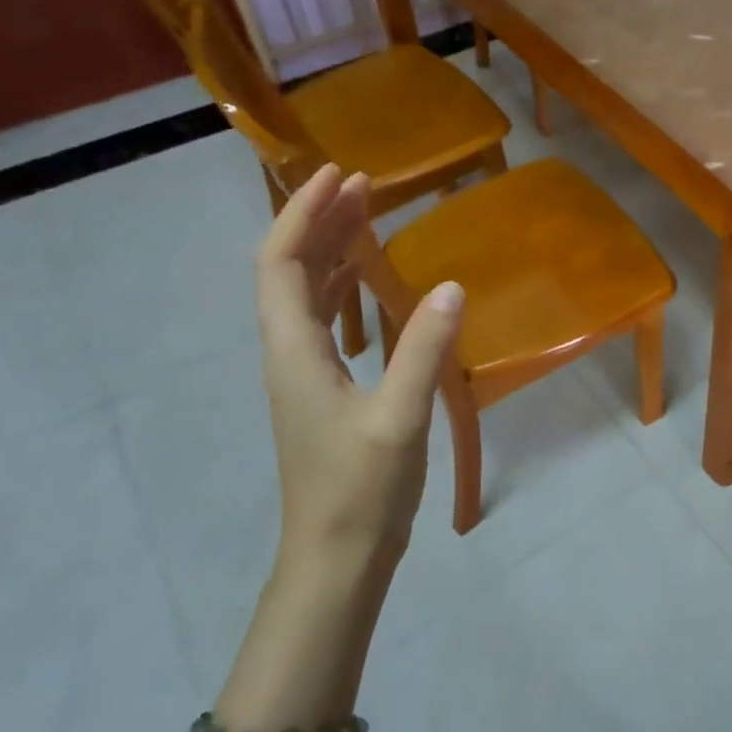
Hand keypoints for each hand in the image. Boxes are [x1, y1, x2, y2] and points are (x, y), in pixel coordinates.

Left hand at [255, 164, 462, 570]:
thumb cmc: (361, 488)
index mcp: (294, 351)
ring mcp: (304, 374)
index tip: (337, 175)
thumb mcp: (399, 417)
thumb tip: (452, 286)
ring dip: (331, 250)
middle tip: (364, 185)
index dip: (302, 214)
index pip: (279, 264)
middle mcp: (289, 354)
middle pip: (290, 271)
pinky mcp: (324, 391)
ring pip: (307, 295)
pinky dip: (345, 288)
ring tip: (367, 217)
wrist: (337, 556)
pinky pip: (326, 321)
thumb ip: (423, 349)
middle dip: (319, 221)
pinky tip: (373, 283)